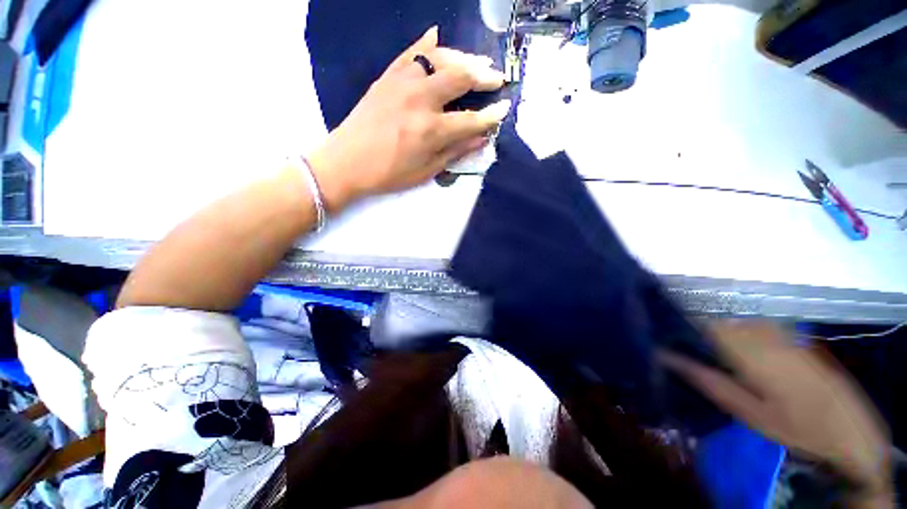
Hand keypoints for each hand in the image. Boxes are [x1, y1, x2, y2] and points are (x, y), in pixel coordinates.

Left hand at [308, 26, 509, 211]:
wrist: (346, 162)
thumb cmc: (389, 174)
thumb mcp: (426, 171)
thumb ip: (455, 152)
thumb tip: (481, 139)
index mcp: (431, 130)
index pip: (471, 119)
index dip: (491, 116)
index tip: (505, 108)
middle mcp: (420, 100)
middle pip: (460, 77)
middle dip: (484, 76)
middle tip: (497, 78)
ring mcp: (402, 83)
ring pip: (440, 58)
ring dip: (463, 58)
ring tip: (477, 62)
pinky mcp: (387, 77)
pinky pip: (411, 53)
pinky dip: (427, 44)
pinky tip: (438, 37)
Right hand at [659, 320, 891, 505]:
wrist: (849, 428)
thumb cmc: (794, 425)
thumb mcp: (748, 412)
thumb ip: (708, 380)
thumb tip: (666, 356)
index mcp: (748, 349)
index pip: (701, 325)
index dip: (679, 329)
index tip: (666, 341)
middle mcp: (761, 333)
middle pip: (716, 323)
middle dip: (697, 334)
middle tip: (687, 355)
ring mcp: (778, 332)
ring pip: (733, 325)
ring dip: (717, 337)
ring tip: (712, 359)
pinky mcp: (790, 337)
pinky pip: (752, 329)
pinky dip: (738, 338)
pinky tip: (741, 359)